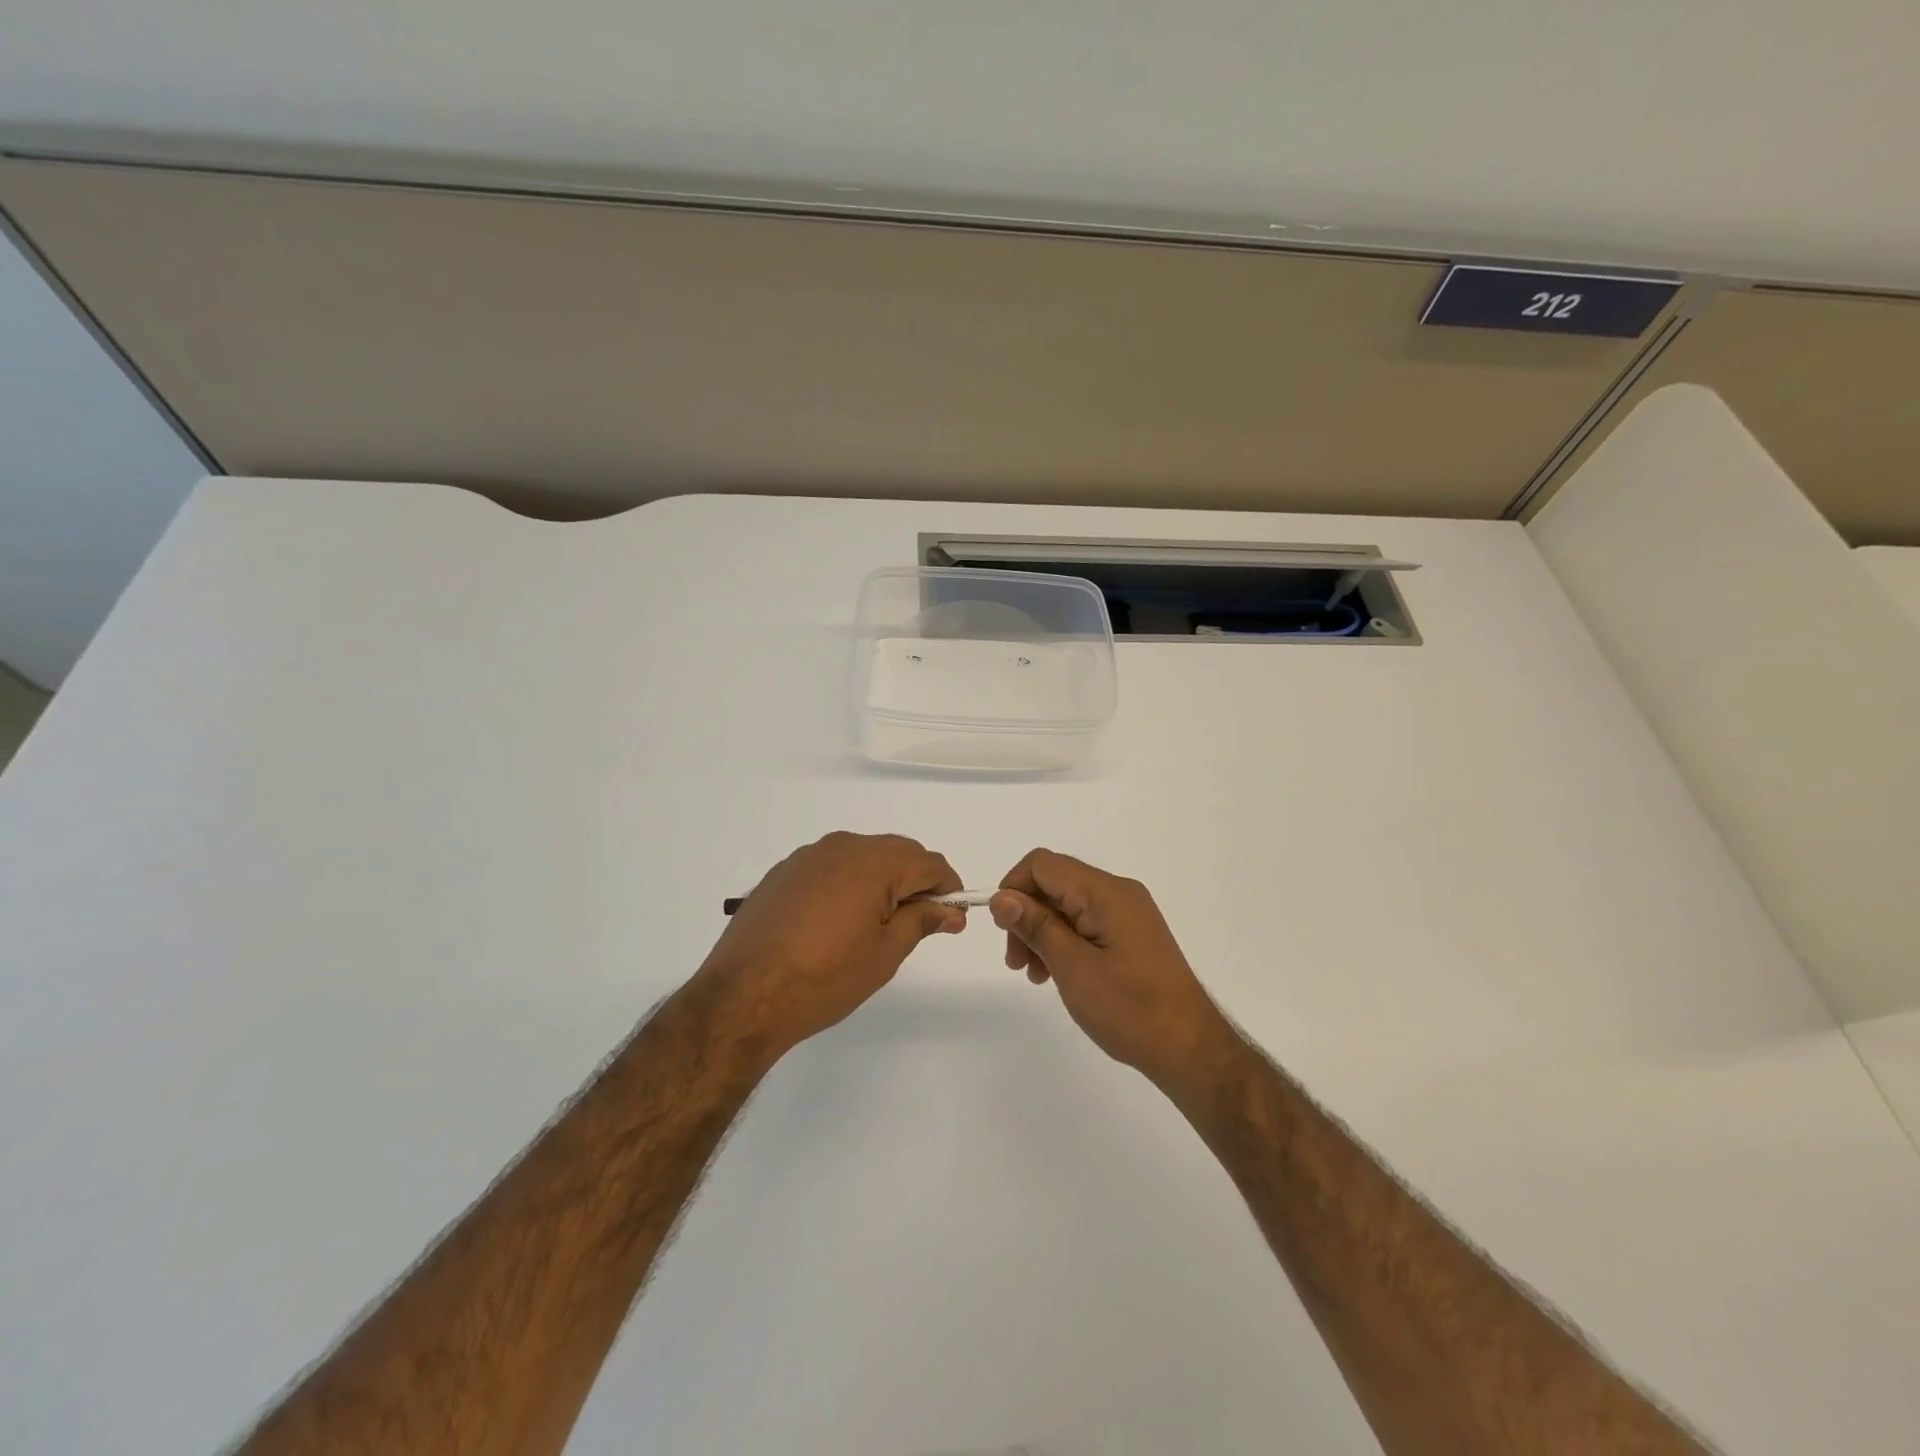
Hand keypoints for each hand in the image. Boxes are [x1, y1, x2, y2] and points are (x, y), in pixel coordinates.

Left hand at [697, 832, 964, 1060]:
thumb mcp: (884, 953)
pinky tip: (837, 922)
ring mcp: (807, 857)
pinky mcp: (782, 872)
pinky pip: (830, 867)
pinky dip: (848, 884)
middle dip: (916, 882)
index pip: (928, 862)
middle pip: (896, 853)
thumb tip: (950, 910)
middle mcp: (841, 846)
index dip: (948, 888)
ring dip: (881, 881)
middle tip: (920, 924)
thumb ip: (921, 921)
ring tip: (877, 925)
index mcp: (873, 862)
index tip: (952, 918)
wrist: (743, 996)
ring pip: (862, 857)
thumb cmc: (824, 978)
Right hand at [991, 849, 1237, 1091]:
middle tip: (1015, 962)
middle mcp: (1118, 892)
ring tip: (1034, 974)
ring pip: (1068, 904)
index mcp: (1105, 892)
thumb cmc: (1129, 1008)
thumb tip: (1002, 897)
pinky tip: (1057, 974)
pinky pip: (1086, 921)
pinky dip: (1064, 940)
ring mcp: (1128, 912)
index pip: (1043, 864)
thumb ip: (1036, 926)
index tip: (1002, 930)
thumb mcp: (1073, 967)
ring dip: (1042, 931)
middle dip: (1026, 914)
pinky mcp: (1132, 933)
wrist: (1189, 1048)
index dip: (1013, 888)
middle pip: (1054, 883)